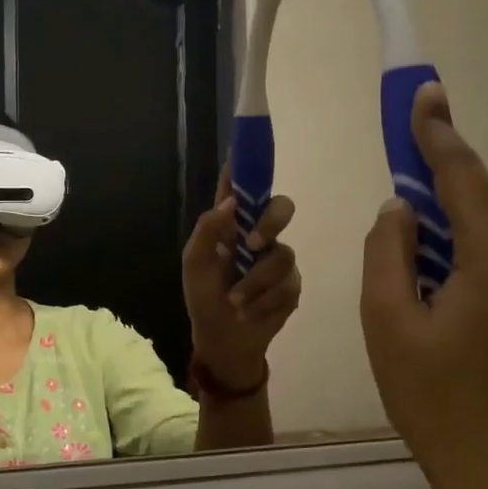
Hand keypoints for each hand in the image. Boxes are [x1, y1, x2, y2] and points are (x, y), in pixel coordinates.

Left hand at [183, 171, 301, 389]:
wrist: (223, 341)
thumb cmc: (203, 299)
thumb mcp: (194, 264)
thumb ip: (208, 230)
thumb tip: (233, 202)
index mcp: (231, 225)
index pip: (241, 187)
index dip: (246, 166)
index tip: (247, 147)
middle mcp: (258, 235)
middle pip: (282, 208)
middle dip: (271, 222)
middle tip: (252, 244)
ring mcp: (278, 260)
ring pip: (282, 255)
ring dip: (254, 283)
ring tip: (235, 301)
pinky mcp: (292, 286)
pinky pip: (287, 284)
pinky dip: (262, 301)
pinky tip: (248, 312)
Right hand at [360, 83, 487, 488]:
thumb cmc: (437, 401)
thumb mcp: (389, 322)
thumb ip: (387, 253)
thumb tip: (398, 211)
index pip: (462, 177)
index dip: (437, 133)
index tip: (424, 93)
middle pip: (473, 210)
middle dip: (432, 190)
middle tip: (396, 179)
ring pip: (480, 246)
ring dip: (439, 241)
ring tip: (400, 269)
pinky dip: (455, 269)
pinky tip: (428, 300)